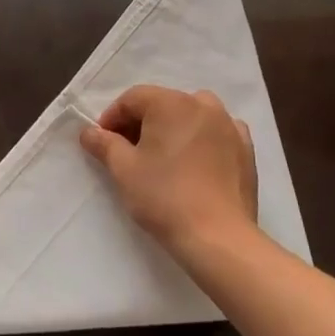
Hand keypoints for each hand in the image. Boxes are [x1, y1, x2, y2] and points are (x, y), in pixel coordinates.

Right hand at [79, 85, 258, 255]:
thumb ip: (104, 144)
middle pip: (163, 104)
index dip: (112, 118)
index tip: (103, 142)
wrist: (218, 237)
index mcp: (171, 102)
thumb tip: (89, 132)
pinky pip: (217, 133)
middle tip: (128, 152)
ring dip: (173, 128)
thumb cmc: (164, 197)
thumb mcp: (123, 169)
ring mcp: (229, 125)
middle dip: (142, 123)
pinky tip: (194, 163)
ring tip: (163, 156)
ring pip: (192, 115)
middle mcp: (203, 104)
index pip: (133, 99)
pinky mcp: (246, 148)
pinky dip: (202, 140)